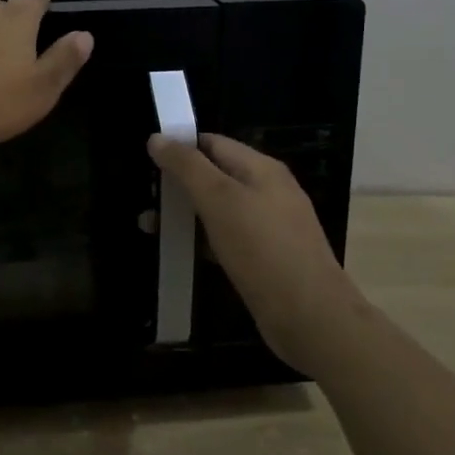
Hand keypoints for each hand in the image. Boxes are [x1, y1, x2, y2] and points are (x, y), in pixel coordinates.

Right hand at [147, 132, 362, 376]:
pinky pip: (226, 237)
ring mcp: (268, 226)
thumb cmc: (262, 249)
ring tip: (148, 227)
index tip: (145, 160)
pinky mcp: (264, 257)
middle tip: (144, 198)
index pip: (212, 143)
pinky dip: (201, 239)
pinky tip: (178, 252)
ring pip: (218, 209)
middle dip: (178, 184)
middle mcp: (267, 191)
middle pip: (214, 175)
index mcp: (261, 168)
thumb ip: (187, 166)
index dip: (179, 147)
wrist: (310, 317)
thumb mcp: (219, 199)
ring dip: (184, 214)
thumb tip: (157, 137)